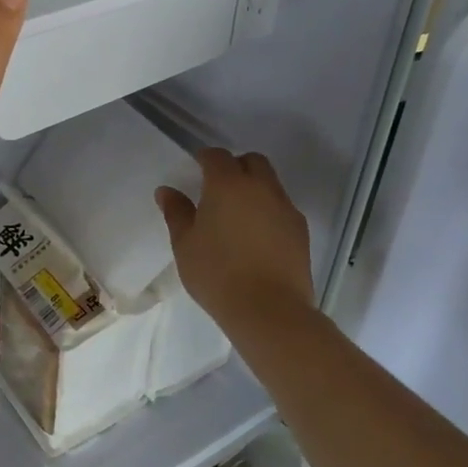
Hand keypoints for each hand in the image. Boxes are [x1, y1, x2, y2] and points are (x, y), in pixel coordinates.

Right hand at [156, 150, 313, 338]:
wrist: (269, 310)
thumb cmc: (217, 273)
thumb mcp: (185, 244)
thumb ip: (176, 212)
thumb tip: (167, 191)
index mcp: (228, 184)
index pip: (217, 156)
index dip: (205, 158)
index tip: (196, 169)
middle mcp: (261, 188)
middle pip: (252, 161)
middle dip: (235, 166)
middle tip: (218, 188)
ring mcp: (285, 208)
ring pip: (270, 184)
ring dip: (254, 188)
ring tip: (238, 215)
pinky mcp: (301, 230)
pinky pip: (282, 208)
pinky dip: (268, 210)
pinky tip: (256, 236)